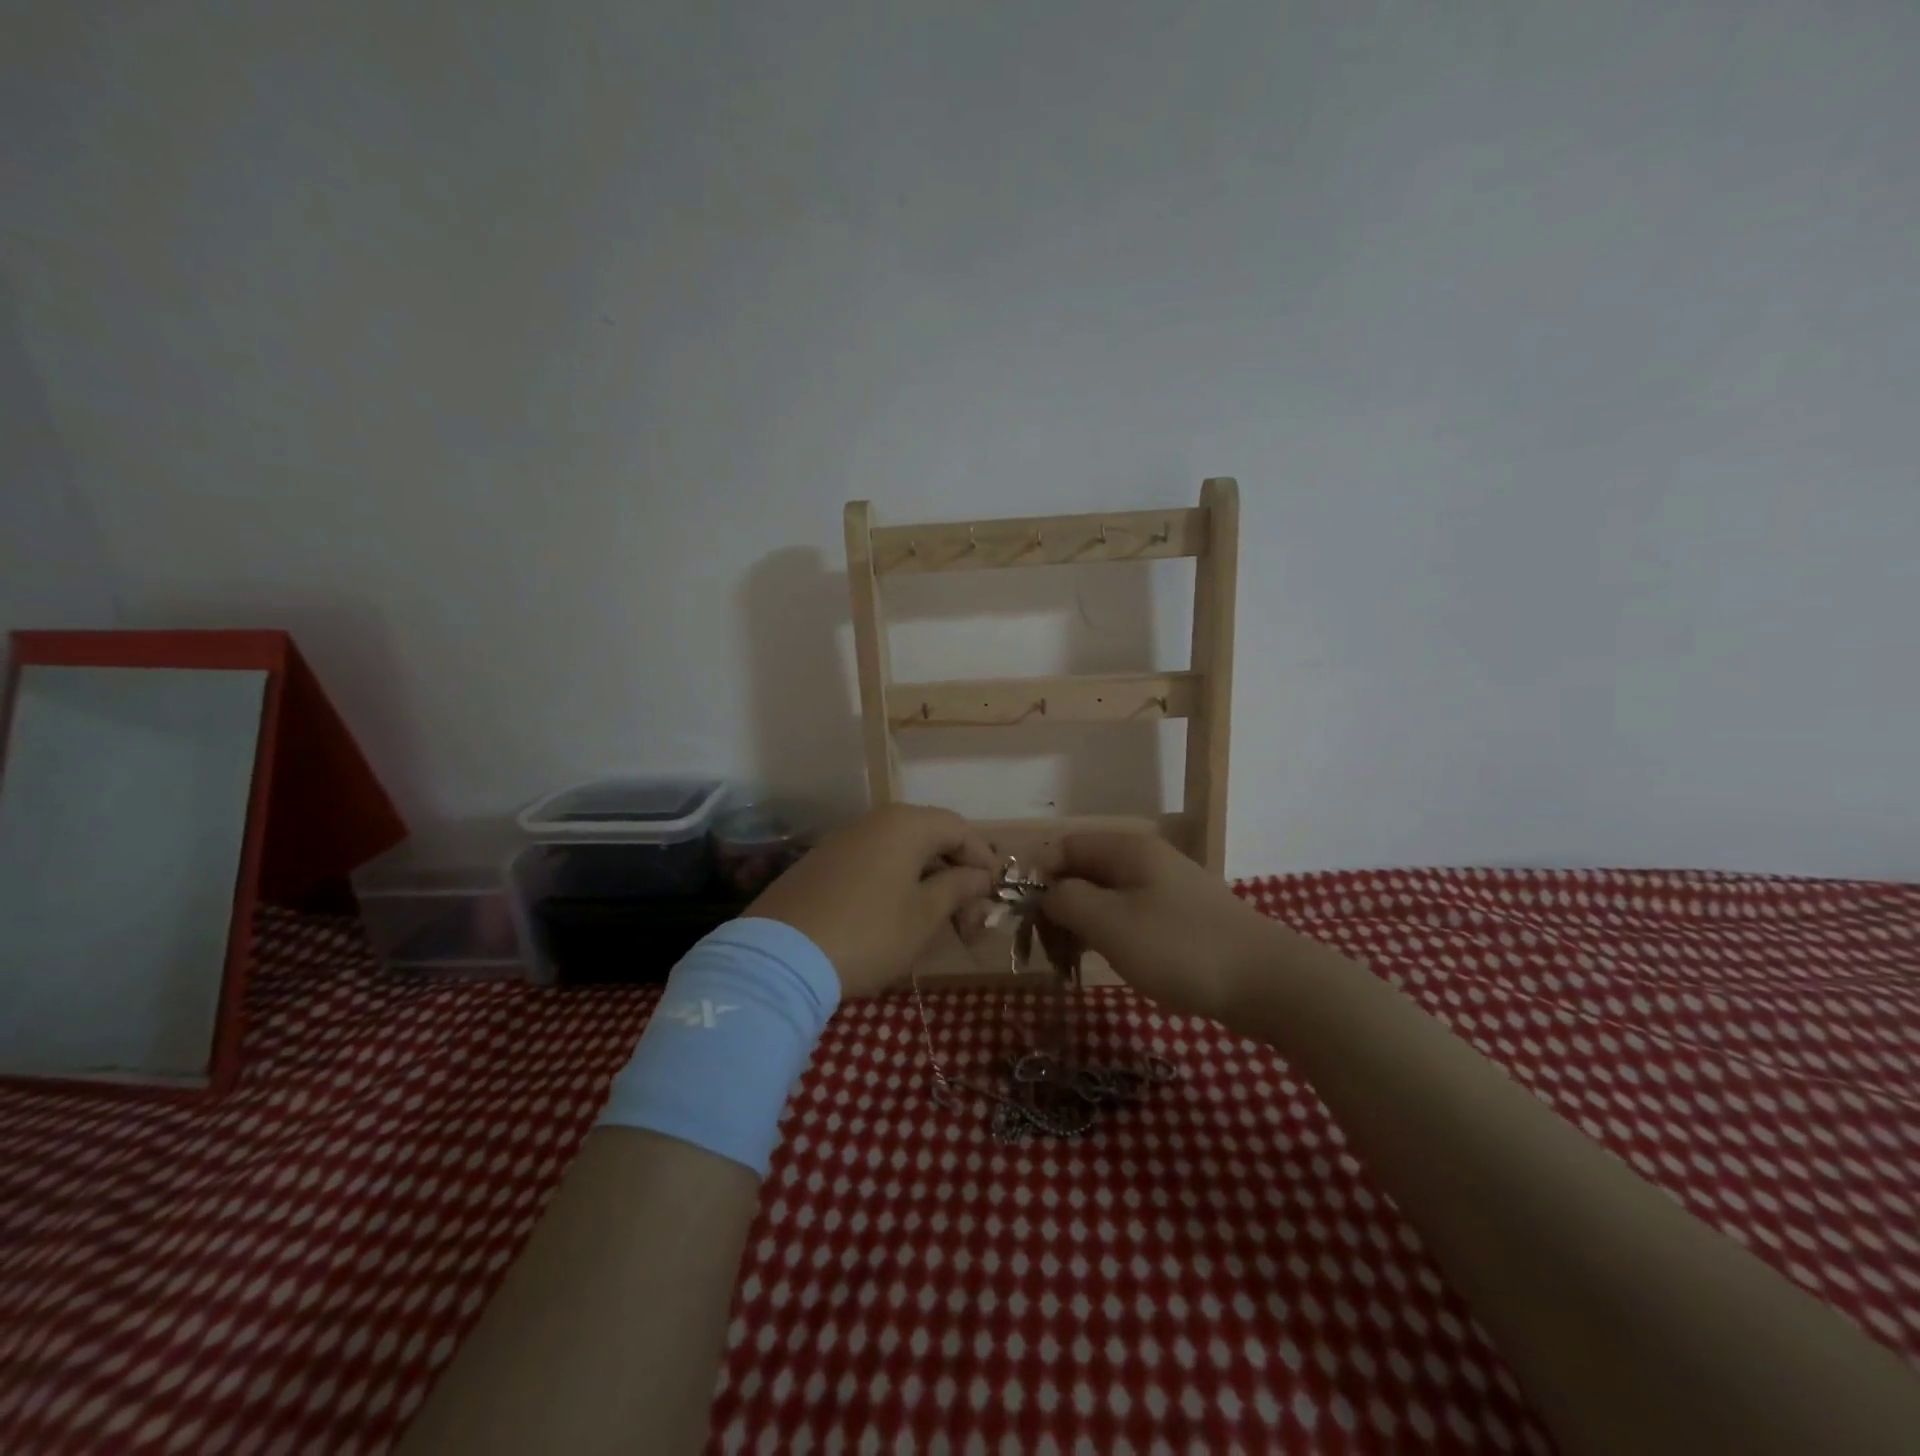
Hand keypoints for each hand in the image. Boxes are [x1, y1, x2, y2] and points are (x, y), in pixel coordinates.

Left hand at [747, 804, 996, 997]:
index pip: (959, 828)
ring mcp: (843, 840)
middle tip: (969, 922)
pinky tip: (897, 917)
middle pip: (930, 838)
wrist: (780, 958)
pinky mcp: (821, 863)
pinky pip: (873, 863)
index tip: (995, 895)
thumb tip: (980, 875)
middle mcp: (875, 821)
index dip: (983, 859)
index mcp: (906, 824)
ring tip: (937, 923)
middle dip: (957, 876)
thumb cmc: (868, 933)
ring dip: (927, 882)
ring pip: (901, 852)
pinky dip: (896, 884)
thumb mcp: (924, 915)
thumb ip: (958, 887)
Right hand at [1035, 833, 1280, 1020]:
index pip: (1064, 847)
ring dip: (1083, 923)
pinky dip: (1111, 934)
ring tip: (1071, 960)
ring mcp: (1168, 888)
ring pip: (1108, 895)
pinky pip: (1132, 915)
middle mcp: (1147, 859)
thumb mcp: (1110, 924)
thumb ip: (1067, 900)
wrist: (1269, 982)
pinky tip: (1111, 961)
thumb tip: (1046, 893)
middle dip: (1059, 904)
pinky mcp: (1183, 917)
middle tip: (1047, 947)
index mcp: (1127, 850)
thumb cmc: (1180, 948)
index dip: (1038, 877)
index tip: (1025, 918)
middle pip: (1085, 870)